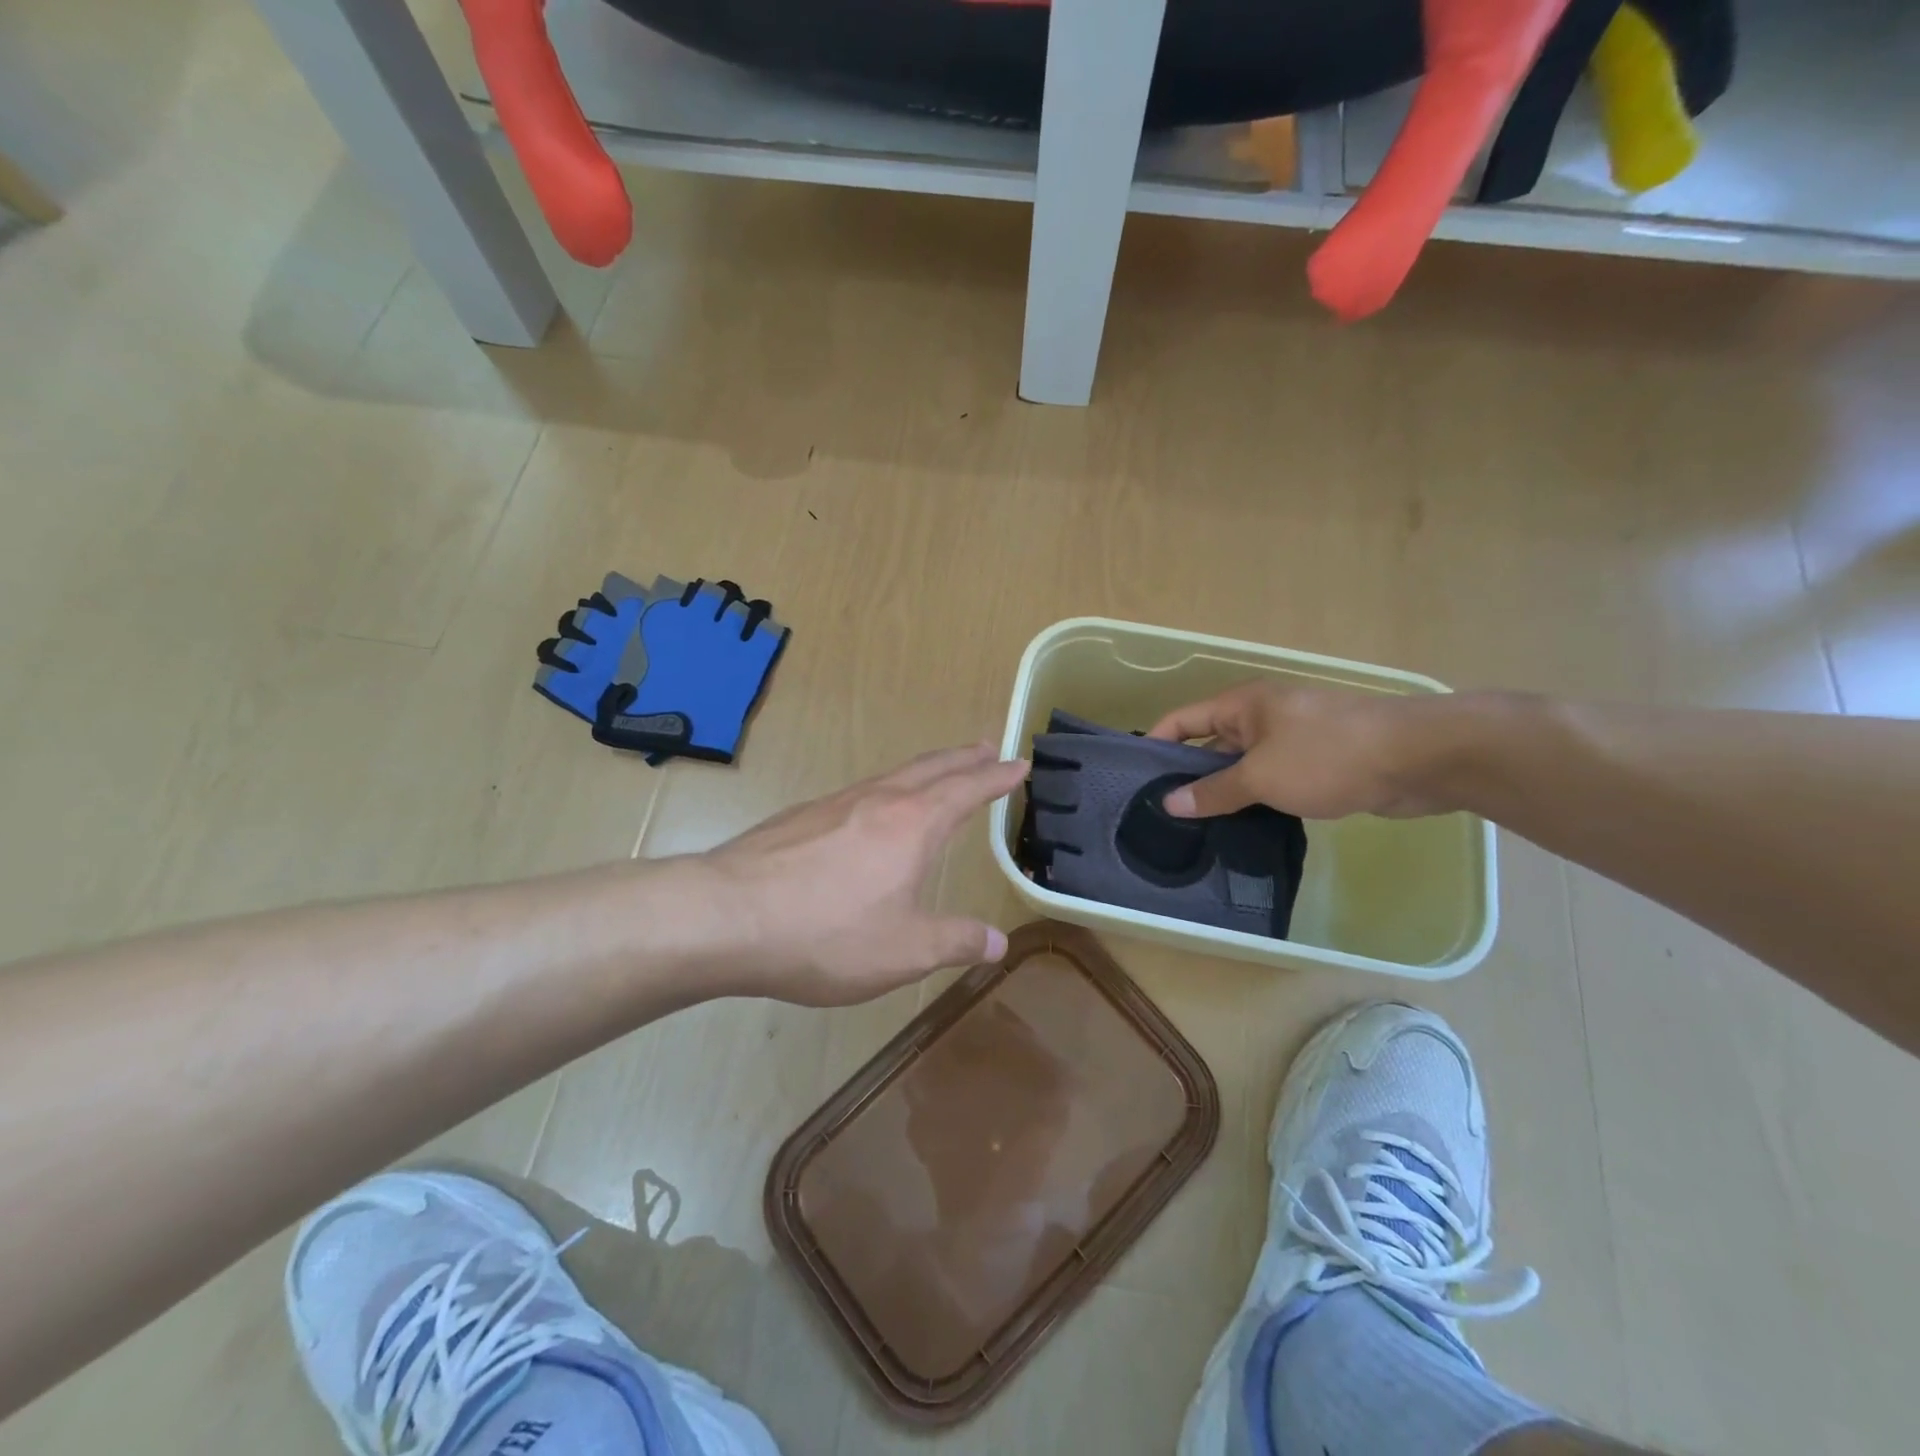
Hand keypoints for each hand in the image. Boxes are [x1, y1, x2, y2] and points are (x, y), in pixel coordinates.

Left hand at [699, 743, 1028, 1005]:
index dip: (996, 777)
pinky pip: (858, 793)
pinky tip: (871, 812)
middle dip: (963, 758)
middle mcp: (877, 801)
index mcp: (913, 824)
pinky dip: (885, 790)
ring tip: (937, 774)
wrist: (725, 917)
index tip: (1019, 763)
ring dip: (924, 770)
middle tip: (986, 746)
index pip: (967, 790)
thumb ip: (956, 942)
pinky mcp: (800, 818)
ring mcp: (833, 804)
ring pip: (891, 776)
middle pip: (930, 768)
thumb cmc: (826, 934)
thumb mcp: (905, 951)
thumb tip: (998, 942)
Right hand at [1147, 683, 1464, 819]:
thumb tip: (1169, 803)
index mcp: (1242, 706)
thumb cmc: (1327, 756)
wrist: (1417, 758)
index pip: (1183, 721)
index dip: (1157, 745)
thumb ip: (1213, 791)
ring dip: (1225, 793)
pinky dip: (1257, 800)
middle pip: (1211, 745)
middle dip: (1189, 777)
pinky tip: (1243, 829)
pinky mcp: (1318, 764)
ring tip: (1197, 830)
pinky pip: (1273, 780)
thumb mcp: (1260, 776)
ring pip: (1244, 767)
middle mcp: (1263, 717)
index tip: (1136, 780)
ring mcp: (1292, 740)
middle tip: (1164, 815)